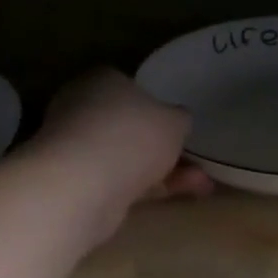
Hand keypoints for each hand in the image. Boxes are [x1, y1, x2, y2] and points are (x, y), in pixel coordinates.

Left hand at [34, 70, 211, 241]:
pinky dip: (148, 188)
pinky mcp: (76, 183)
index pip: (130, 88)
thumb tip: (177, 119)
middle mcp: (82, 109)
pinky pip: (120, 181)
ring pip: (127, 158)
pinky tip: (178, 196)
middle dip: (163, 147)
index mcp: (102, 80)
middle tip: (194, 163)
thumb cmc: (132, 136)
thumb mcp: (174, 121)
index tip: (178, 129)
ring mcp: (76, 148)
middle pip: (129, 127)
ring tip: (201, 186)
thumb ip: (178, 118)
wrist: (83, 185)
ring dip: (163, 172)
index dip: (156, 108)